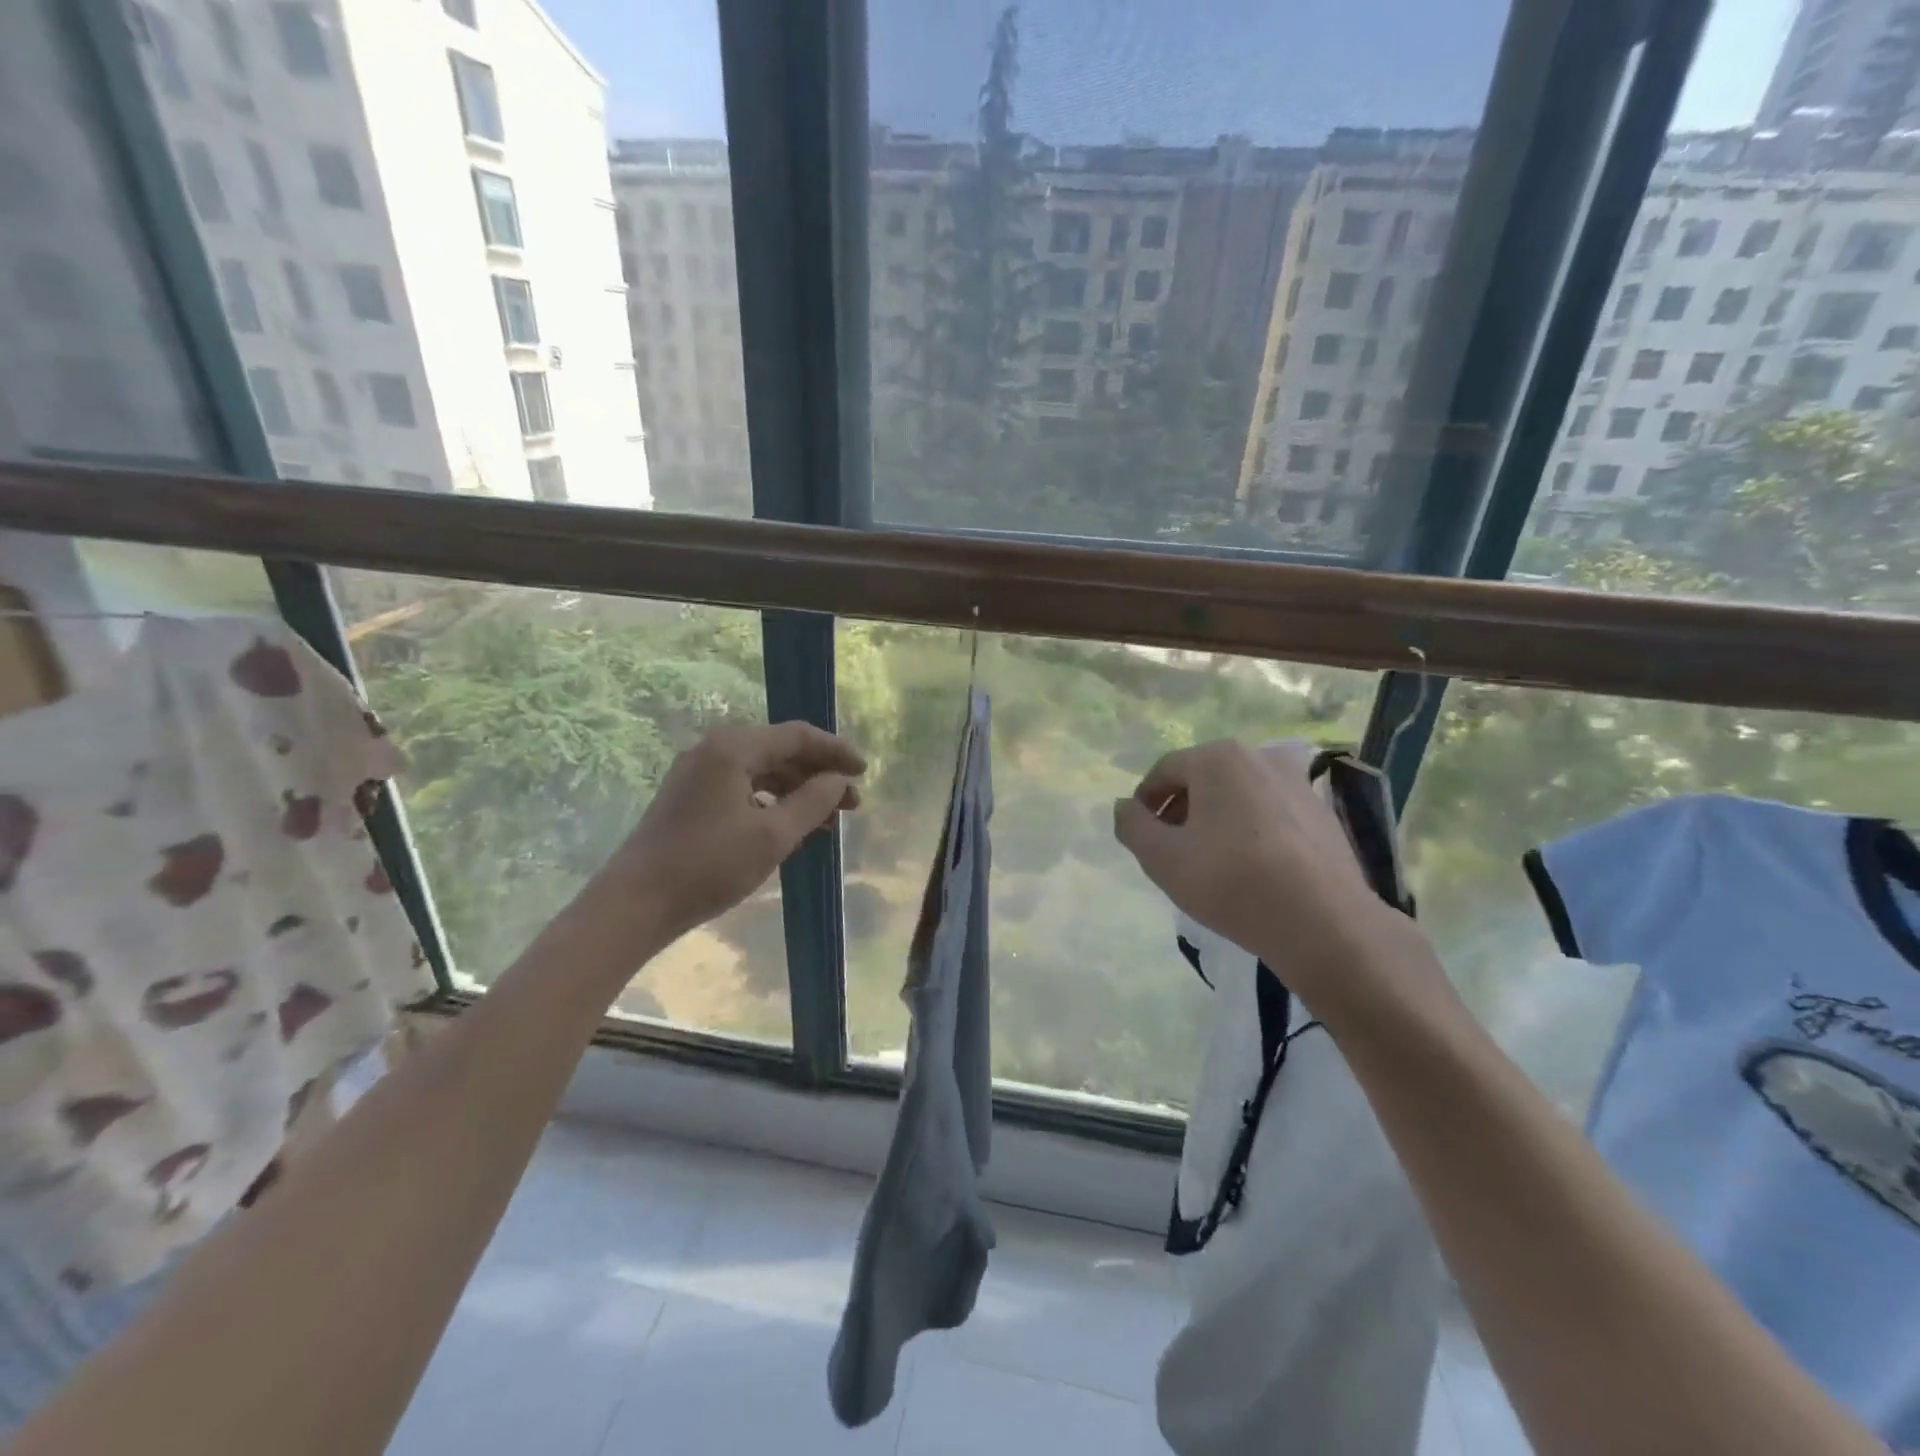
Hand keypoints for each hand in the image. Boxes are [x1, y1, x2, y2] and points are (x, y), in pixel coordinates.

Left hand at [595, 721, 863, 942]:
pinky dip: (772, 802)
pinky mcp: (690, 797)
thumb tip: (838, 780)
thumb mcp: (773, 835)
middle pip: (780, 750)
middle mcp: (714, 750)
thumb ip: (813, 801)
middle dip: (820, 774)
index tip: (865, 772)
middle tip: (852, 803)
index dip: (836, 751)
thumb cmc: (709, 865)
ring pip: (762, 771)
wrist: (635, 903)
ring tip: (828, 820)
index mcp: (733, 748)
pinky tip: (790, 825)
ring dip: (798, 791)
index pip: (797, 735)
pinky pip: (743, 787)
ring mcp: (698, 773)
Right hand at [1112, 739, 1421, 1004]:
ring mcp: (1297, 782)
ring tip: (1210, 861)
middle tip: (1171, 850)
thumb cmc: (1231, 882)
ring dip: (1216, 819)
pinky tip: (1250, 867)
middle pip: (1203, 779)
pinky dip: (1250, 829)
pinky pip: (1269, 812)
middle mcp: (1259, 756)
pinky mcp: (1322, 812)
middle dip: (1181, 810)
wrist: (1324, 923)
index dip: (1145, 802)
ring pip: (1238, 795)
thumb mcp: (1162, 858)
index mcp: (1218, 758)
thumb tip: (1124, 806)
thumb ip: (1132, 825)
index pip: (1164, 771)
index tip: (1141, 836)